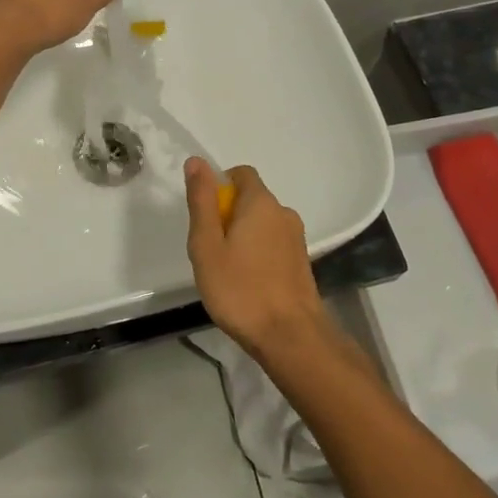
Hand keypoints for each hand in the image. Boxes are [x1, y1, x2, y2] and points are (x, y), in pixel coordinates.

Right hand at [185, 158, 329, 357]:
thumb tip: (197, 161)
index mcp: (261, 202)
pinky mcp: (301, 262)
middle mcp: (284, 213)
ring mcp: (296, 239)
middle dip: (228, 215)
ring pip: (262, 224)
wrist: (290, 336)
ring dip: (243, 237)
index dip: (219, 187)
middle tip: (210, 250)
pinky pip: (273, 245)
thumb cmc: (240, 289)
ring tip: (227, 271)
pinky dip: (257, 254)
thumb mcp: (207, 245)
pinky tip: (247, 283)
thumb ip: (202, 201)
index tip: (205, 217)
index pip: (241, 174)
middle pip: (251, 200)